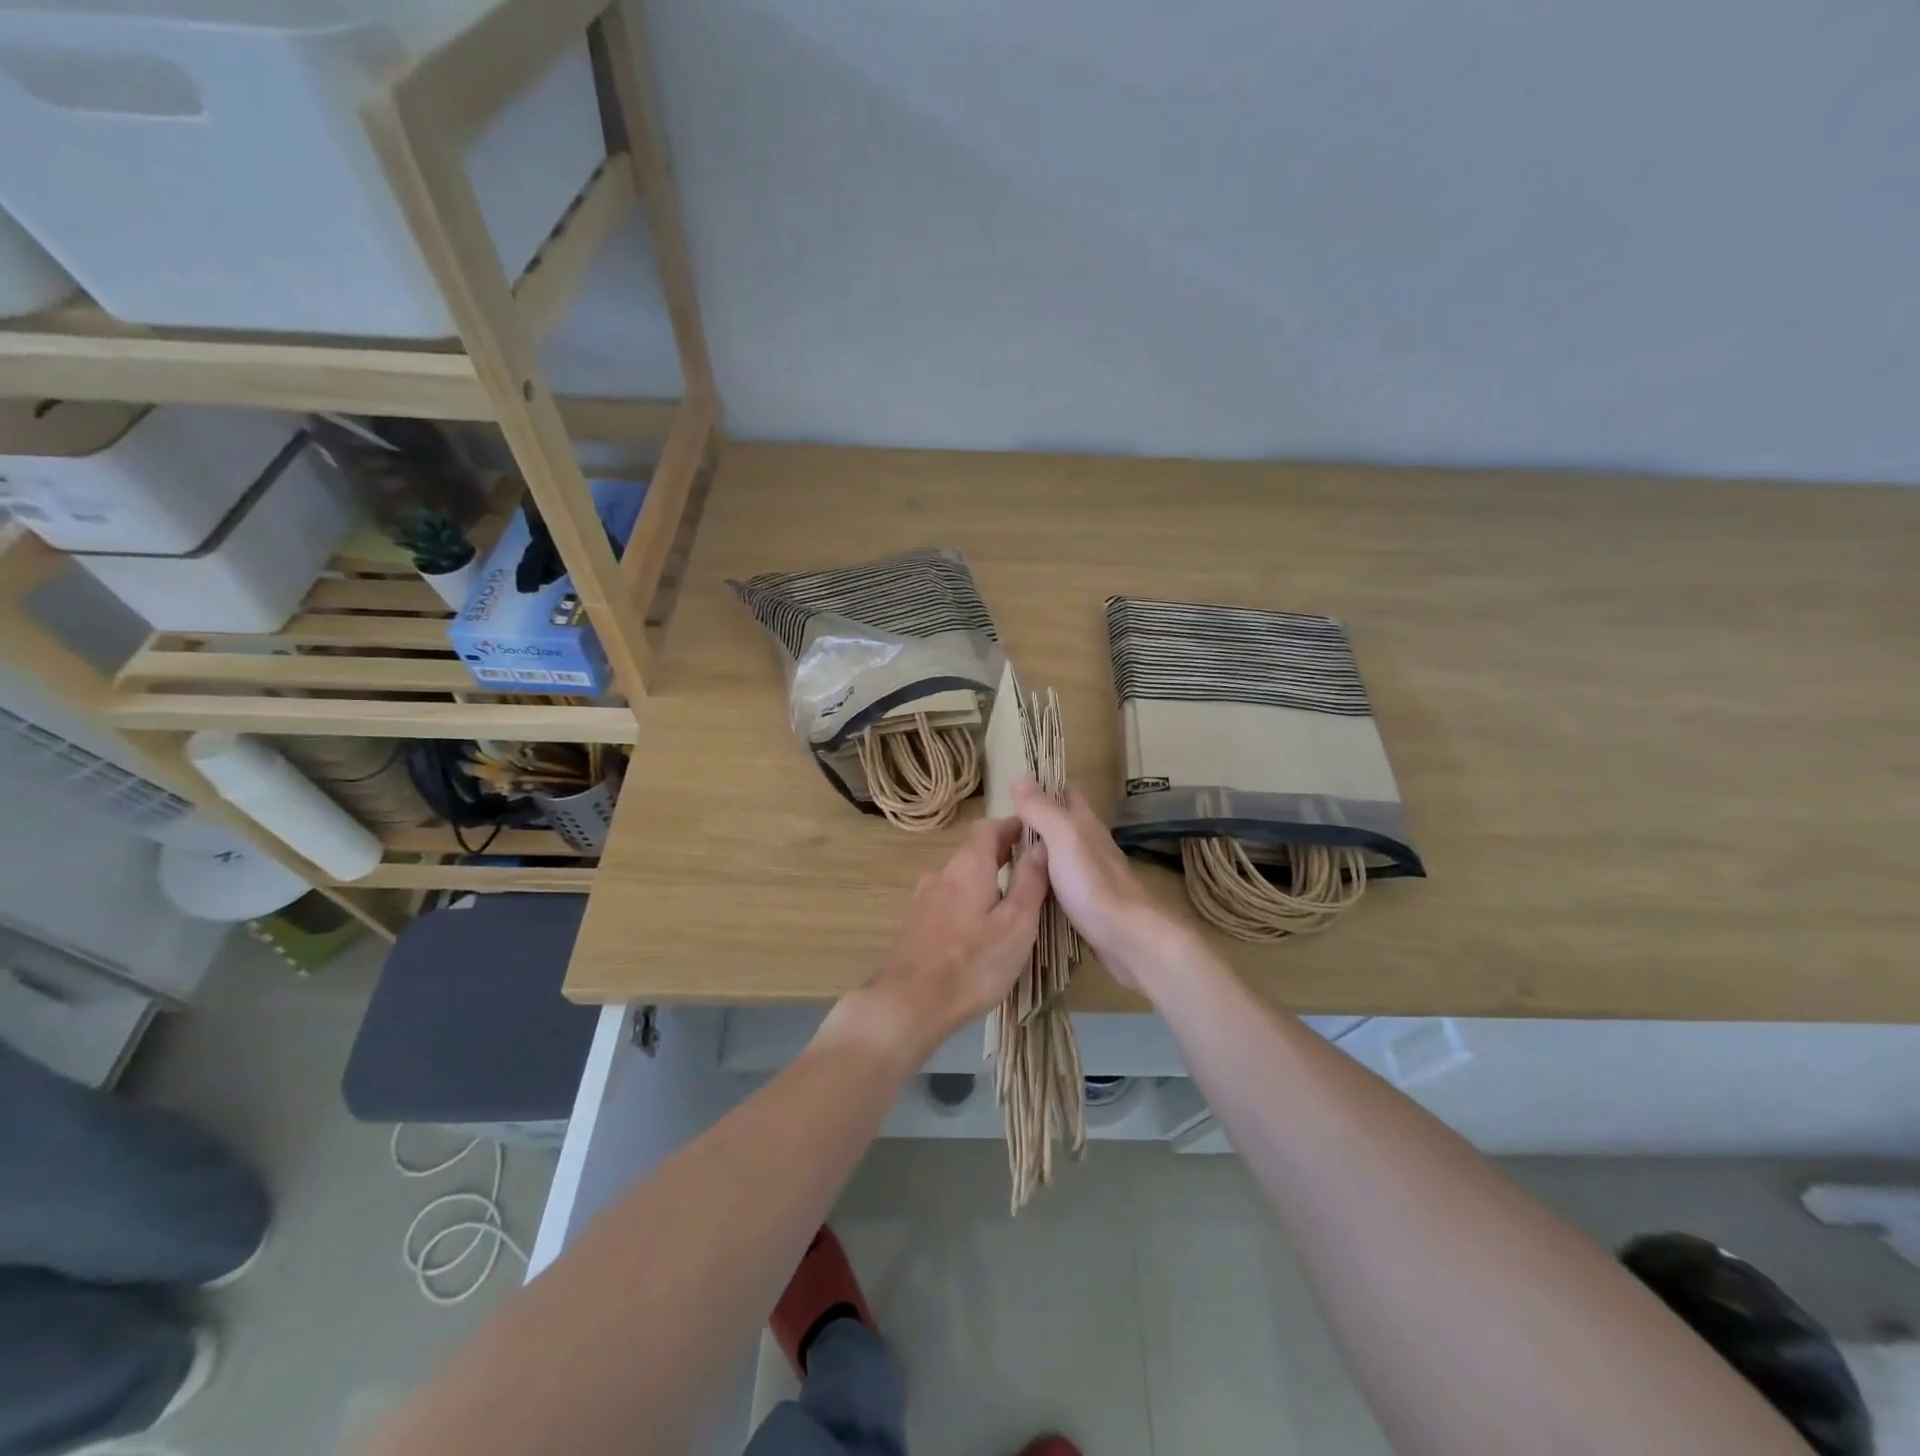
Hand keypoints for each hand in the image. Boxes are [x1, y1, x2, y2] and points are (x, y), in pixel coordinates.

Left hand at [841, 815, 1049, 1061]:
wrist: (908, 1004)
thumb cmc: (973, 962)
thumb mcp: (1016, 923)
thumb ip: (1030, 882)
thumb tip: (1042, 845)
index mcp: (968, 866)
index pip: (989, 827)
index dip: (1012, 826)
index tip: (1034, 832)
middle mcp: (941, 874)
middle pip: (973, 853)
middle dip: (1001, 854)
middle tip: (1030, 868)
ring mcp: (923, 900)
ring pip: (960, 880)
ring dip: (985, 881)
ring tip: (1010, 902)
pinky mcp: (915, 926)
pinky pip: (948, 903)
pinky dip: (969, 904)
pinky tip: (980, 930)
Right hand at [1011, 779, 1193, 992]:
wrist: (1128, 938)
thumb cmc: (1093, 883)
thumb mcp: (1063, 837)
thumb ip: (1042, 810)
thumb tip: (1021, 777)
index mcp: (1086, 824)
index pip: (1066, 794)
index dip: (1043, 789)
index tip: (1013, 794)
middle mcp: (1091, 845)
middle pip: (1062, 826)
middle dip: (1036, 824)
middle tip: (1000, 833)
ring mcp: (1092, 876)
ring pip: (1061, 857)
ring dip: (1039, 855)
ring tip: (1007, 861)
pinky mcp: (1090, 905)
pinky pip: (1062, 885)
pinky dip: (1045, 882)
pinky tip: (1029, 892)